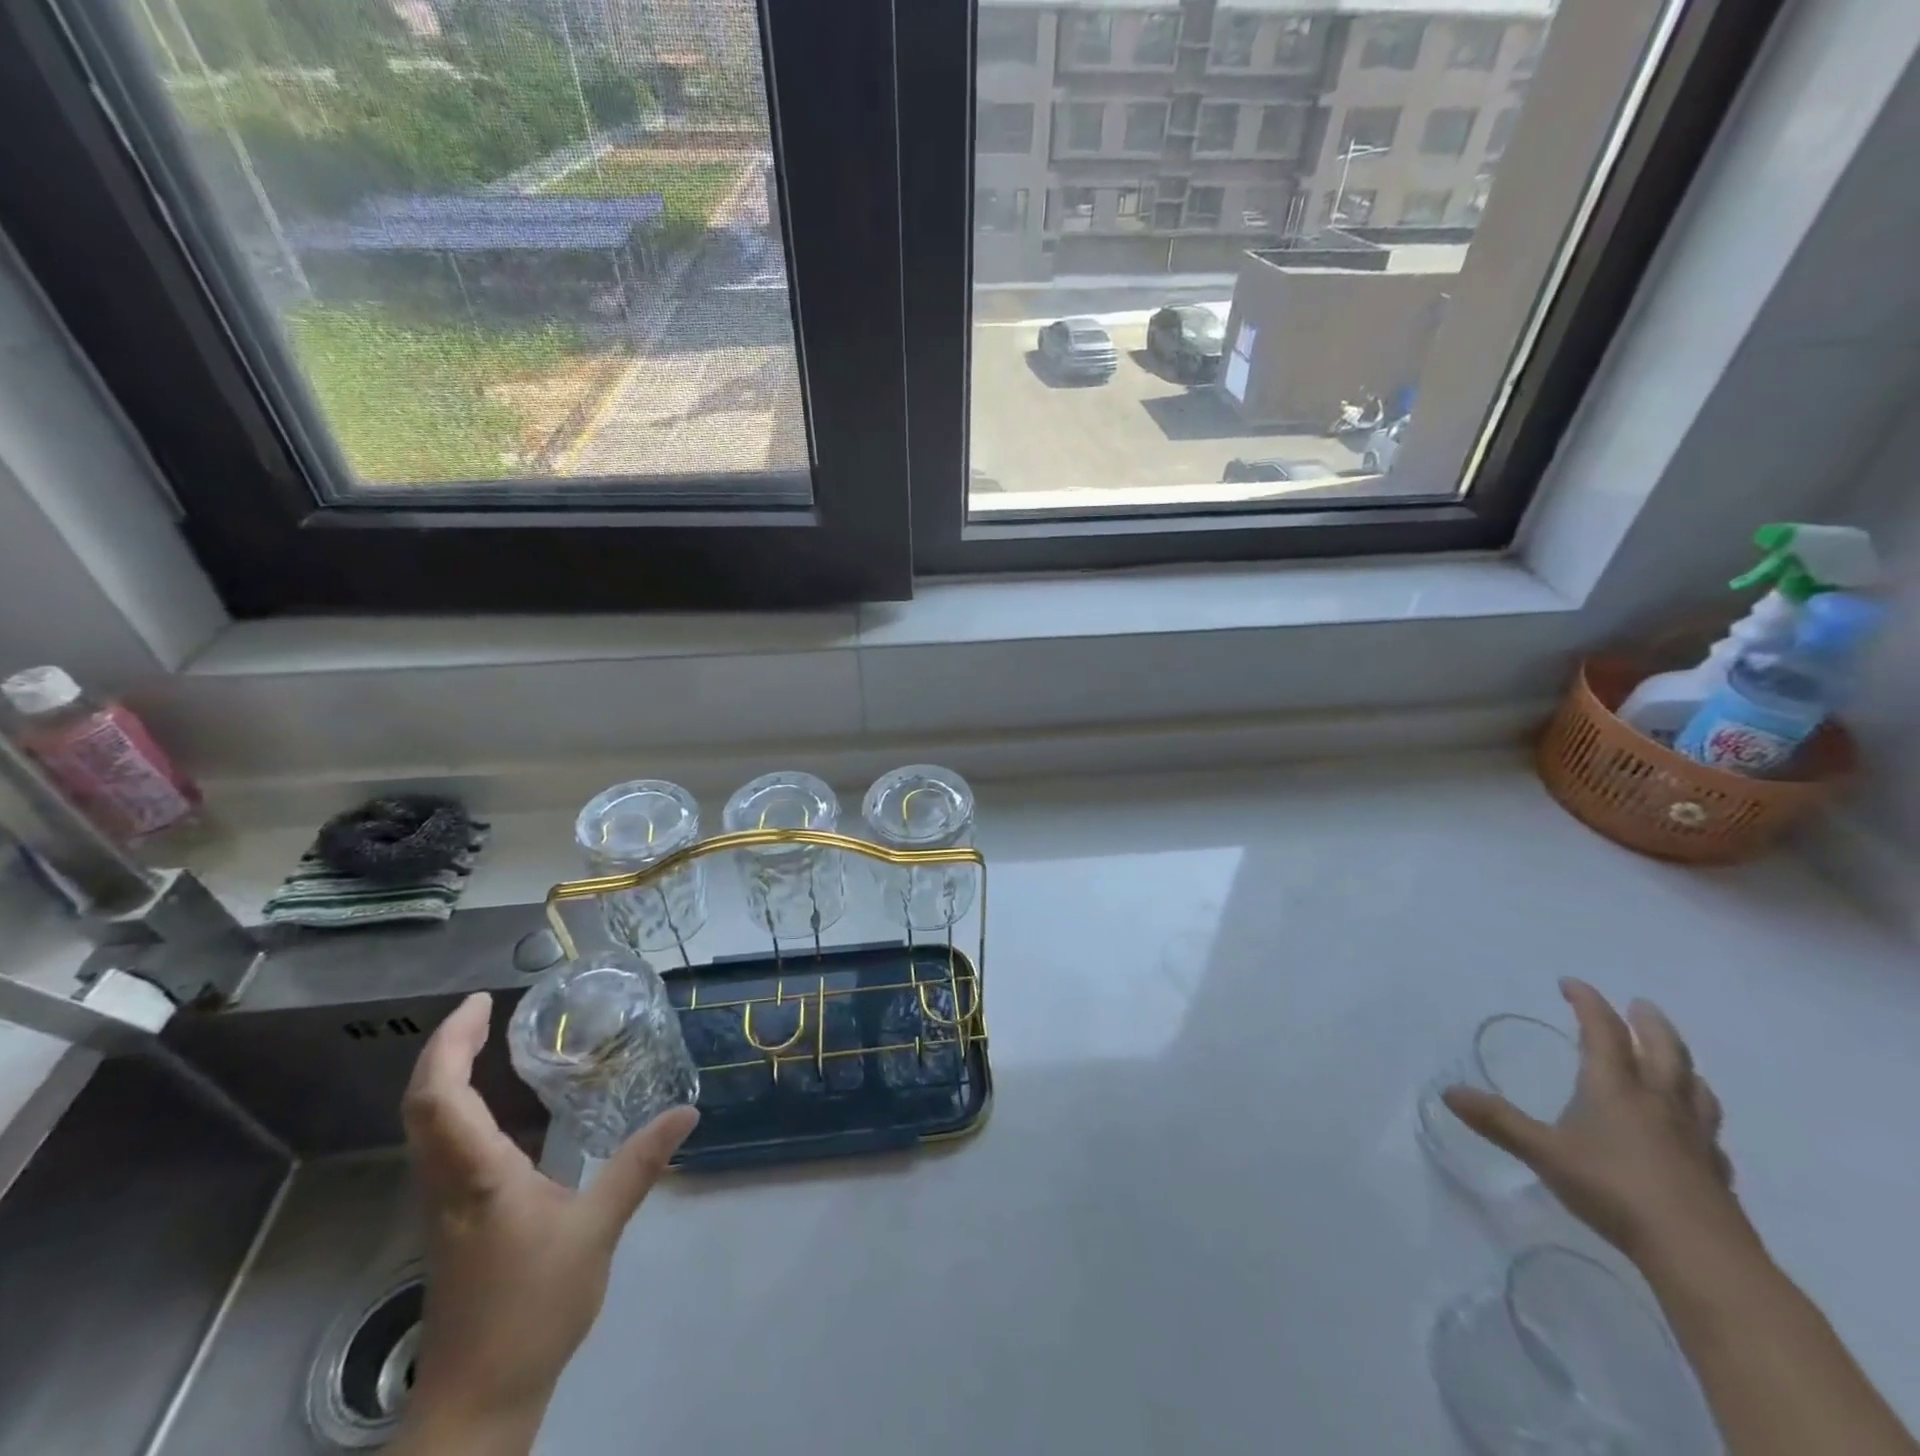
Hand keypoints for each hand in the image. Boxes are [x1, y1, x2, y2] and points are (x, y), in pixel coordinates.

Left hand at [394, 992, 697, 1453]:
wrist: (478, 1401)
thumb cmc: (533, 1310)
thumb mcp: (597, 1231)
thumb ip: (639, 1165)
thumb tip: (686, 1111)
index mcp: (477, 1177)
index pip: (441, 1098)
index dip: (452, 1044)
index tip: (482, 1003)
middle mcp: (447, 1183)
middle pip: (423, 1104)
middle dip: (448, 1048)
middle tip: (487, 1010)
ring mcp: (443, 1203)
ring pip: (426, 1126)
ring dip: (449, 1075)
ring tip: (491, 1042)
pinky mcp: (453, 1219)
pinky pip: (442, 1145)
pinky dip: (458, 1105)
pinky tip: (498, 1105)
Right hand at [1444, 978, 1748, 1264]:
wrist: (1699, 1256)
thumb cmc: (1613, 1190)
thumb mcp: (1543, 1152)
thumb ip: (1497, 1121)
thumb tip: (1447, 1091)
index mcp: (1615, 1088)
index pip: (1603, 1032)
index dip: (1588, 1003)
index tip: (1571, 983)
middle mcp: (1657, 1102)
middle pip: (1663, 1051)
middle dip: (1649, 1023)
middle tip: (1640, 1004)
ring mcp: (1694, 1138)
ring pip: (1694, 1087)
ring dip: (1682, 1064)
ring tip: (1674, 1058)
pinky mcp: (1715, 1172)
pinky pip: (1709, 1132)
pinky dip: (1700, 1118)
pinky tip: (1695, 1132)